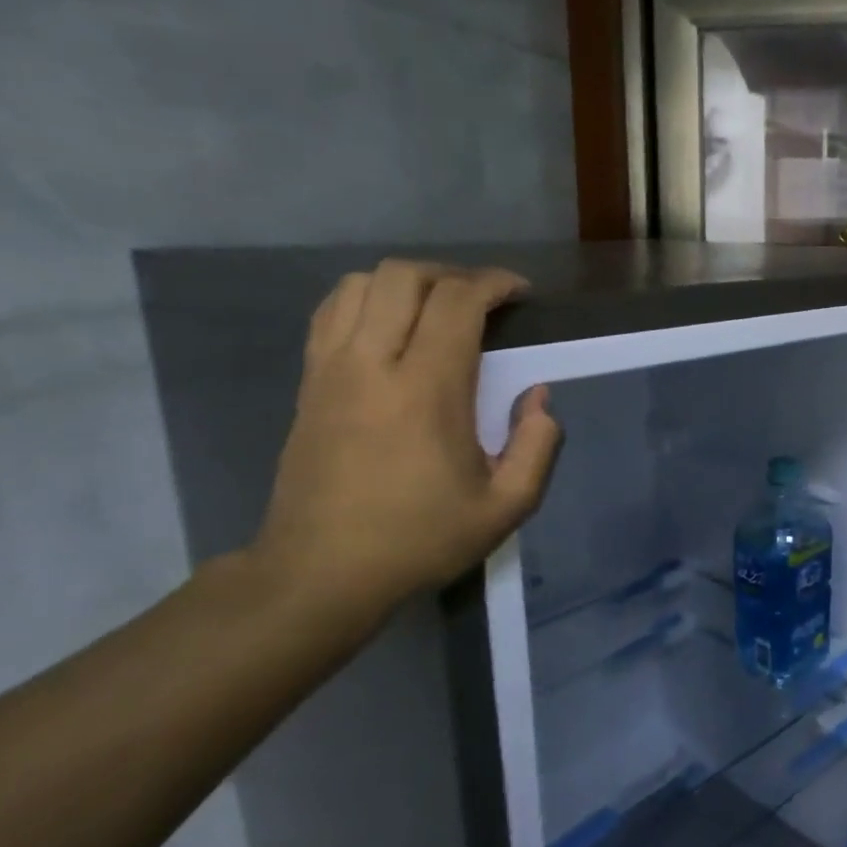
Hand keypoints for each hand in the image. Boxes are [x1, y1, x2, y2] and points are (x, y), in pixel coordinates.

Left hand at [249, 260, 562, 617]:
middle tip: (483, 300)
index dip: (494, 284)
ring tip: (438, 308)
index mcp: (427, 389)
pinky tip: (391, 327)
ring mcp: (331, 369)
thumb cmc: (420, 539)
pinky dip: (367, 299)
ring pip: (361, 284)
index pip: (457, 302)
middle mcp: (373, 363)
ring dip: (407, 282)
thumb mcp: (505, 507)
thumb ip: (537, 446)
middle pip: (405, 277)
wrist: (321, 572)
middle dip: (452, 274)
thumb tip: (537, 398)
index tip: (520, 294)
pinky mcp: (308, 383)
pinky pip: (332, 311)